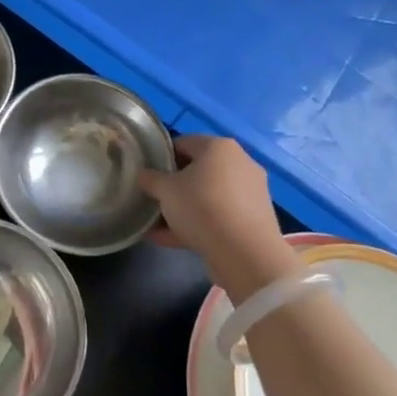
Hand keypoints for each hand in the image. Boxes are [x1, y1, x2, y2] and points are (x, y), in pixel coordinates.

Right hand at [139, 135, 300, 302]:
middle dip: (174, 186)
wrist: (245, 253)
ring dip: (184, 208)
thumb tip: (143, 174)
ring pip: (208, 196)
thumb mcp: (166, 191)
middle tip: (155, 200)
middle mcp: (239, 163)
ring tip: (159, 226)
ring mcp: (250, 191)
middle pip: (198, 170)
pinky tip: (173, 240)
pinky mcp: (254, 218)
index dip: (162, 157)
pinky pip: (219, 216)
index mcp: (219, 147)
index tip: (148, 175)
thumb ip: (151, 179)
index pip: (183, 143)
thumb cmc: (201, 207)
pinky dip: (199, 224)